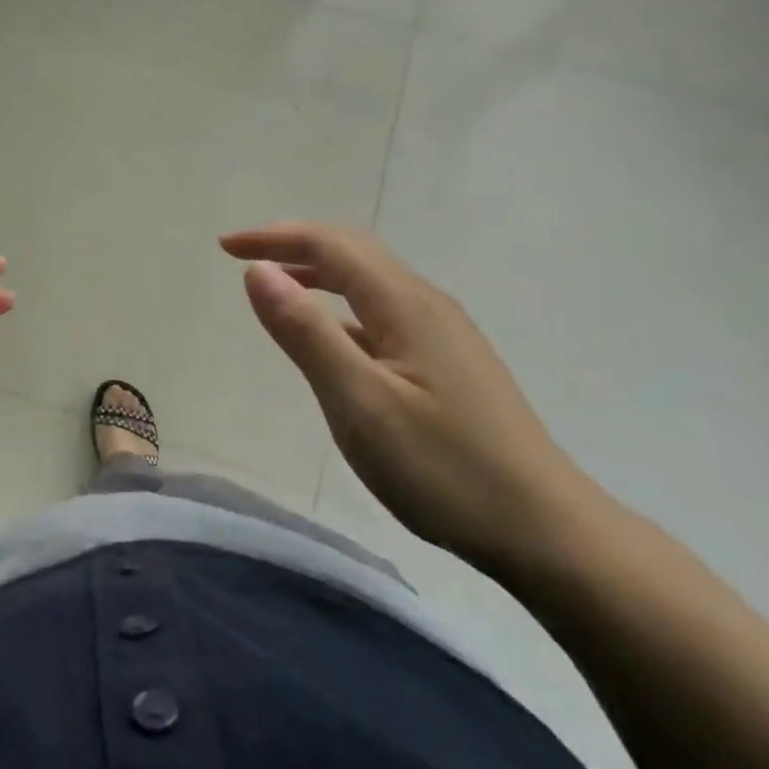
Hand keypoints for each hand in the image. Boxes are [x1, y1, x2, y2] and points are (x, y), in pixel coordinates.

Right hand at [221, 223, 608, 573]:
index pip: (331, 246)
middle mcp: (427, 306)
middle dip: (294, 246)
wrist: (544, 531)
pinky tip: (331, 340)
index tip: (224, 247)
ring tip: (277, 286)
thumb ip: (305, 332)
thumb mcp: (358, 401)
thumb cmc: (442, 467)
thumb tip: (258, 271)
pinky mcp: (449, 365)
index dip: (275, 238)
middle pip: (354, 254)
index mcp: (405, 305)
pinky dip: (342, 309)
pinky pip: (383, 315)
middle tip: (243, 257)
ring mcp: (444, 336)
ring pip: (371, 284)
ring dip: (318, 274)